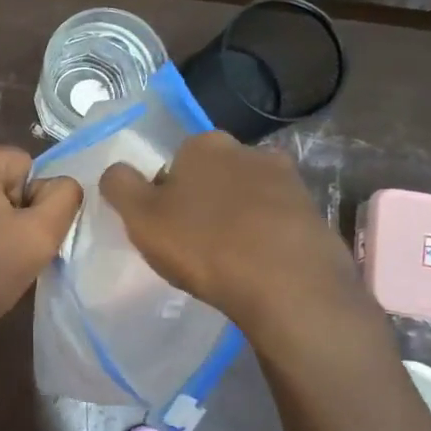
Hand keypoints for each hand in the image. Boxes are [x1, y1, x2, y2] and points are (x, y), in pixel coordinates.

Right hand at [99, 132, 371, 337]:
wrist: (288, 285)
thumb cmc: (204, 245)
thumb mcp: (141, 217)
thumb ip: (120, 185)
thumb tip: (116, 171)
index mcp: (204, 144)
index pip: (174, 163)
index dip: (165, 196)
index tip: (165, 227)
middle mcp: (249, 150)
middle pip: (213, 177)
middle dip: (203, 202)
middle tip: (194, 245)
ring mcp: (288, 180)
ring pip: (247, 197)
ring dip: (236, 219)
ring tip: (229, 260)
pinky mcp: (313, 213)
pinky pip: (276, 222)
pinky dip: (265, 238)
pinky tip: (258, 268)